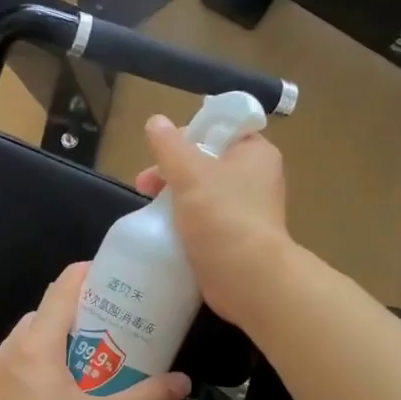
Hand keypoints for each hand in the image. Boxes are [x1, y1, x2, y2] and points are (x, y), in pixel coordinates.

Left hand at [0, 262, 189, 399]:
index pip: (61, 290)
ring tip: (82, 371)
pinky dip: (31, 374)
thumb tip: (183, 382)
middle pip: (42, 316)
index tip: (113, 279)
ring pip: (23, 345)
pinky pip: (9, 374)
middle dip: (75, 318)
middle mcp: (6, 354)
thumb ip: (148, 398)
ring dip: (52, 347)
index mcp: (35, 346)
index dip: (87, 275)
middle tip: (108, 334)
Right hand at [135, 113, 290, 328]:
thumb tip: (155, 121)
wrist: (247, 278)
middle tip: (145, 183)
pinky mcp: (235, 237)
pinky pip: (204, 220)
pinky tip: (163, 230)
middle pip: (206, 161)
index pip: (221, 128)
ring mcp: (246, 209)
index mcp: (255, 153)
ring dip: (174, 196)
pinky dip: (184, 222)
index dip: (189, 134)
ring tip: (148, 210)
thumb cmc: (222, 216)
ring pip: (202, 192)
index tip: (163, 150)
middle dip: (172, 170)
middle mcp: (255, 177)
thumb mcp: (190, 173)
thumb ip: (169, 146)